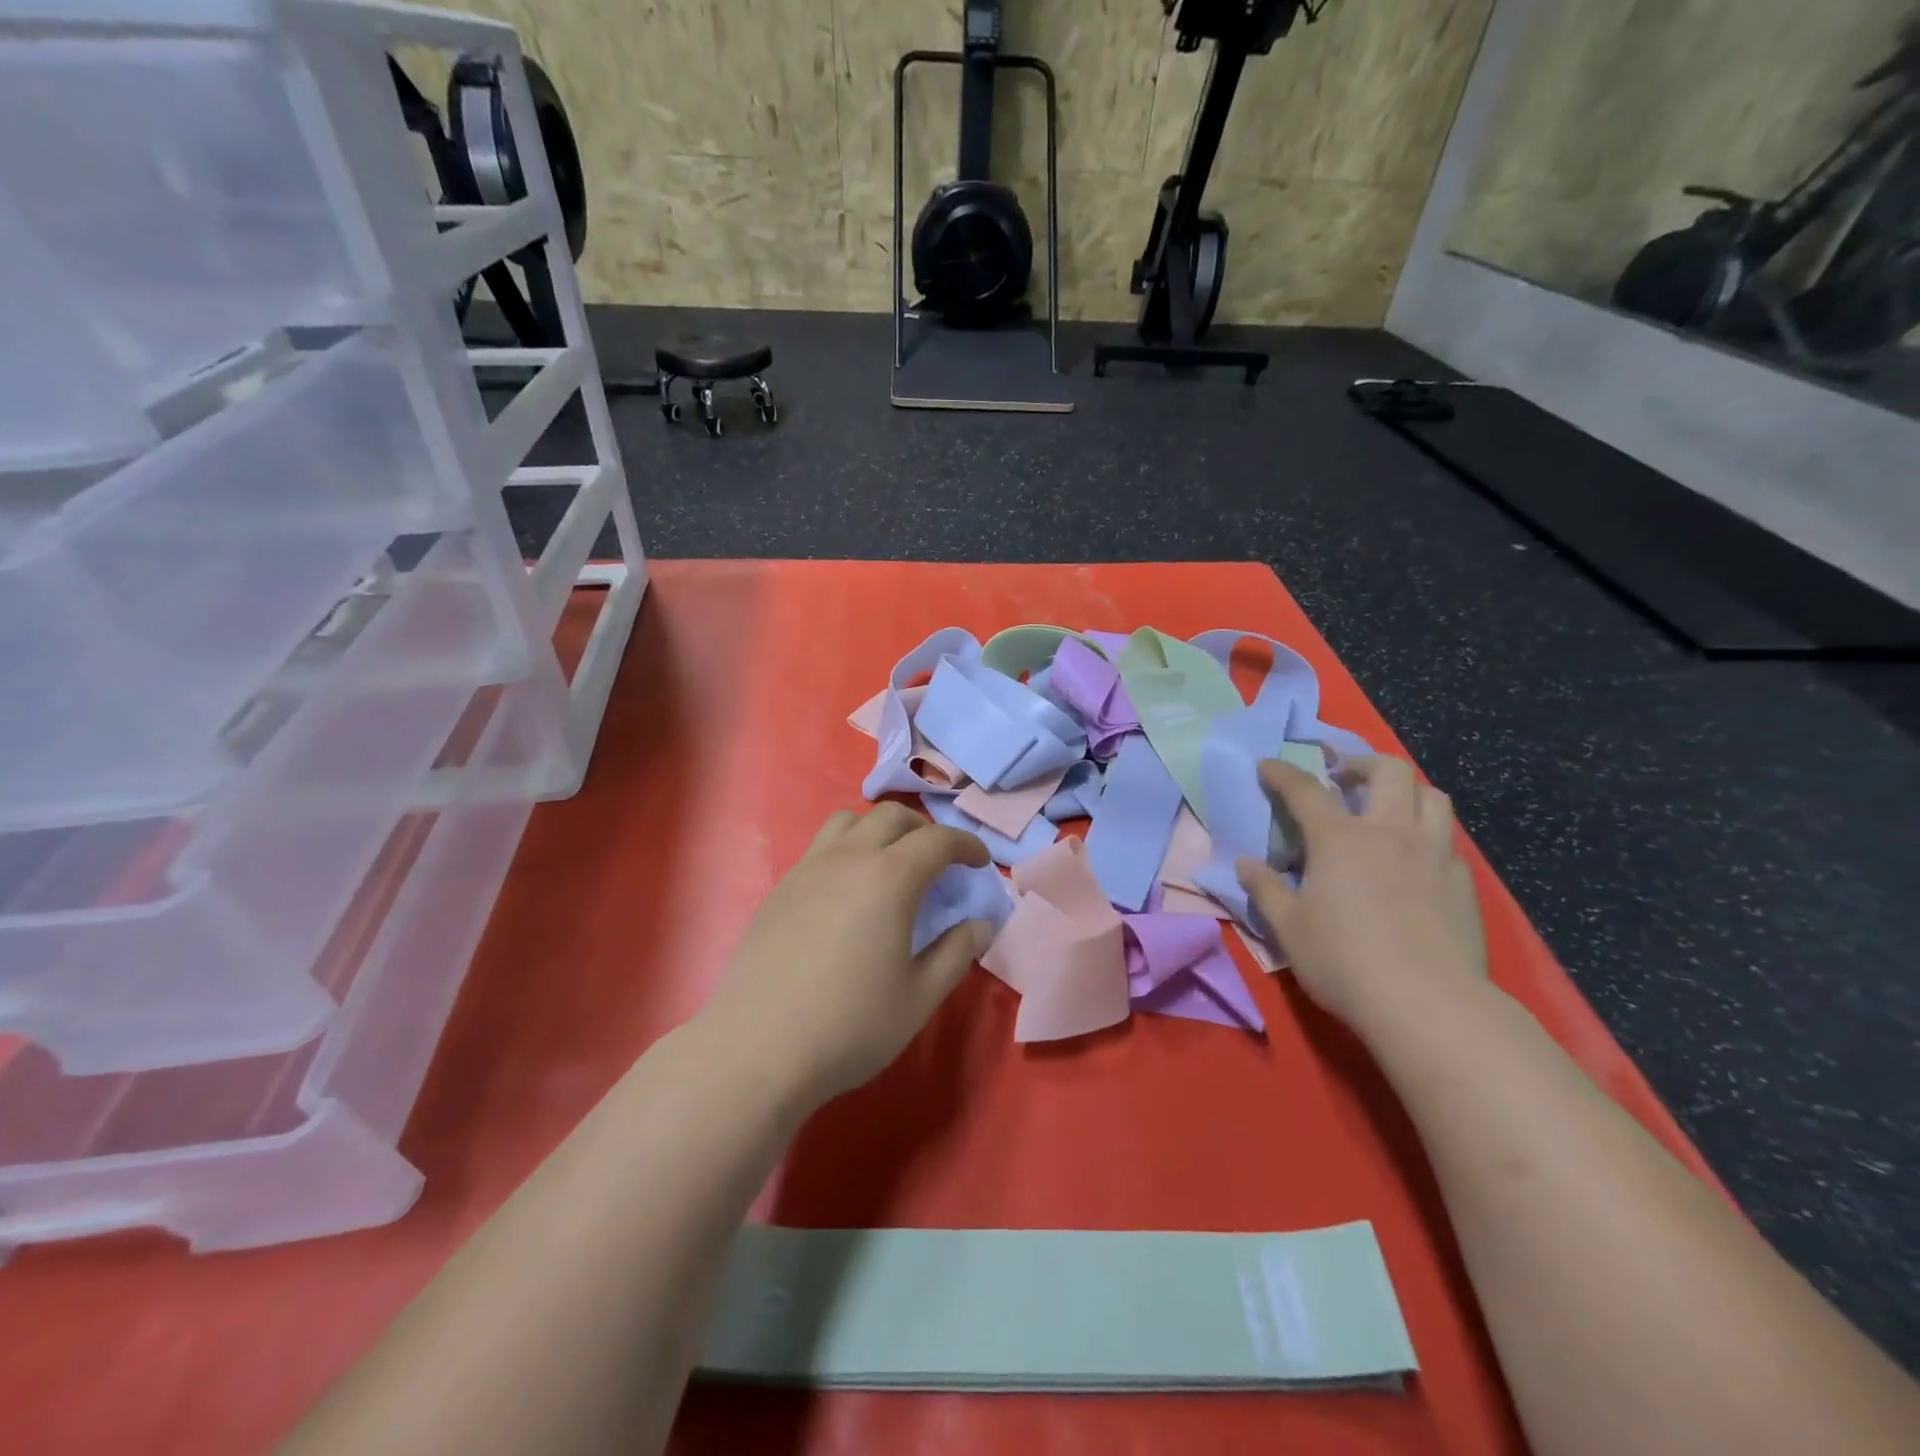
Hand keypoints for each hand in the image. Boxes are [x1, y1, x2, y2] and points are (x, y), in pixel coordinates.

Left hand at [704, 804, 993, 1106]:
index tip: (980, 863)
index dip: (966, 845)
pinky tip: (847, 893)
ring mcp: (808, 869)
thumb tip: (979, 925)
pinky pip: (820, 848)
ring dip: (880, 830)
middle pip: (892, 817)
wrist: (757, 1048)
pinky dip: (846, 850)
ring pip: (849, 822)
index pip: (938, 840)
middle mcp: (848, 858)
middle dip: (924, 830)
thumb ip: (956, 953)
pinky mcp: (780, 889)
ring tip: (890, 864)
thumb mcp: (919, 997)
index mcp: (889, 878)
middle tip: (939, 861)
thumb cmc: (850, 1025)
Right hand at [1235, 756, 1486, 1035]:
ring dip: (1405, 791)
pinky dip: (1428, 835)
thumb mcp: (1288, 928)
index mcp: (1340, 839)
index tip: (1267, 765)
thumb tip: (1245, 864)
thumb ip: (1265, 889)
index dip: (1282, 773)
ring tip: (1386, 808)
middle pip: (1388, 771)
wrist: (1429, 1005)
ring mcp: (1434, 855)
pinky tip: (1415, 861)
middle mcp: (1391, 833)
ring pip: (1432, 796)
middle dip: (1360, 764)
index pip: (1306, 790)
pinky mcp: (1463, 883)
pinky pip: (1448, 840)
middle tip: (1342, 779)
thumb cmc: (1344, 961)